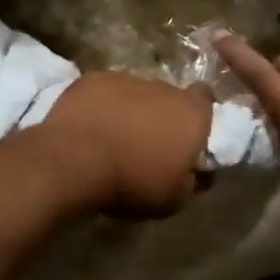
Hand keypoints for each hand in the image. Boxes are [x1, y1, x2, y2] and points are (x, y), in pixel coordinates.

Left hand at [35, 72, 213, 218]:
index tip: (187, 135)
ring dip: (131, 110)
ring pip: (136, 93)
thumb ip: (192, 182)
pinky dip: (102, 105)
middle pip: (169, 97)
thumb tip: (198, 173)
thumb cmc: (132, 182)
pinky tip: (89, 127)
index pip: (206, 100)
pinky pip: (105, 91)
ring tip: (113, 137)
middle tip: (147, 142)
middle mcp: (163, 88)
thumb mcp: (173, 200)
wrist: (74, 160)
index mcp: (191, 113)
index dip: (198, 115)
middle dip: (162, 115)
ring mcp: (126, 79)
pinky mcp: (94, 79)